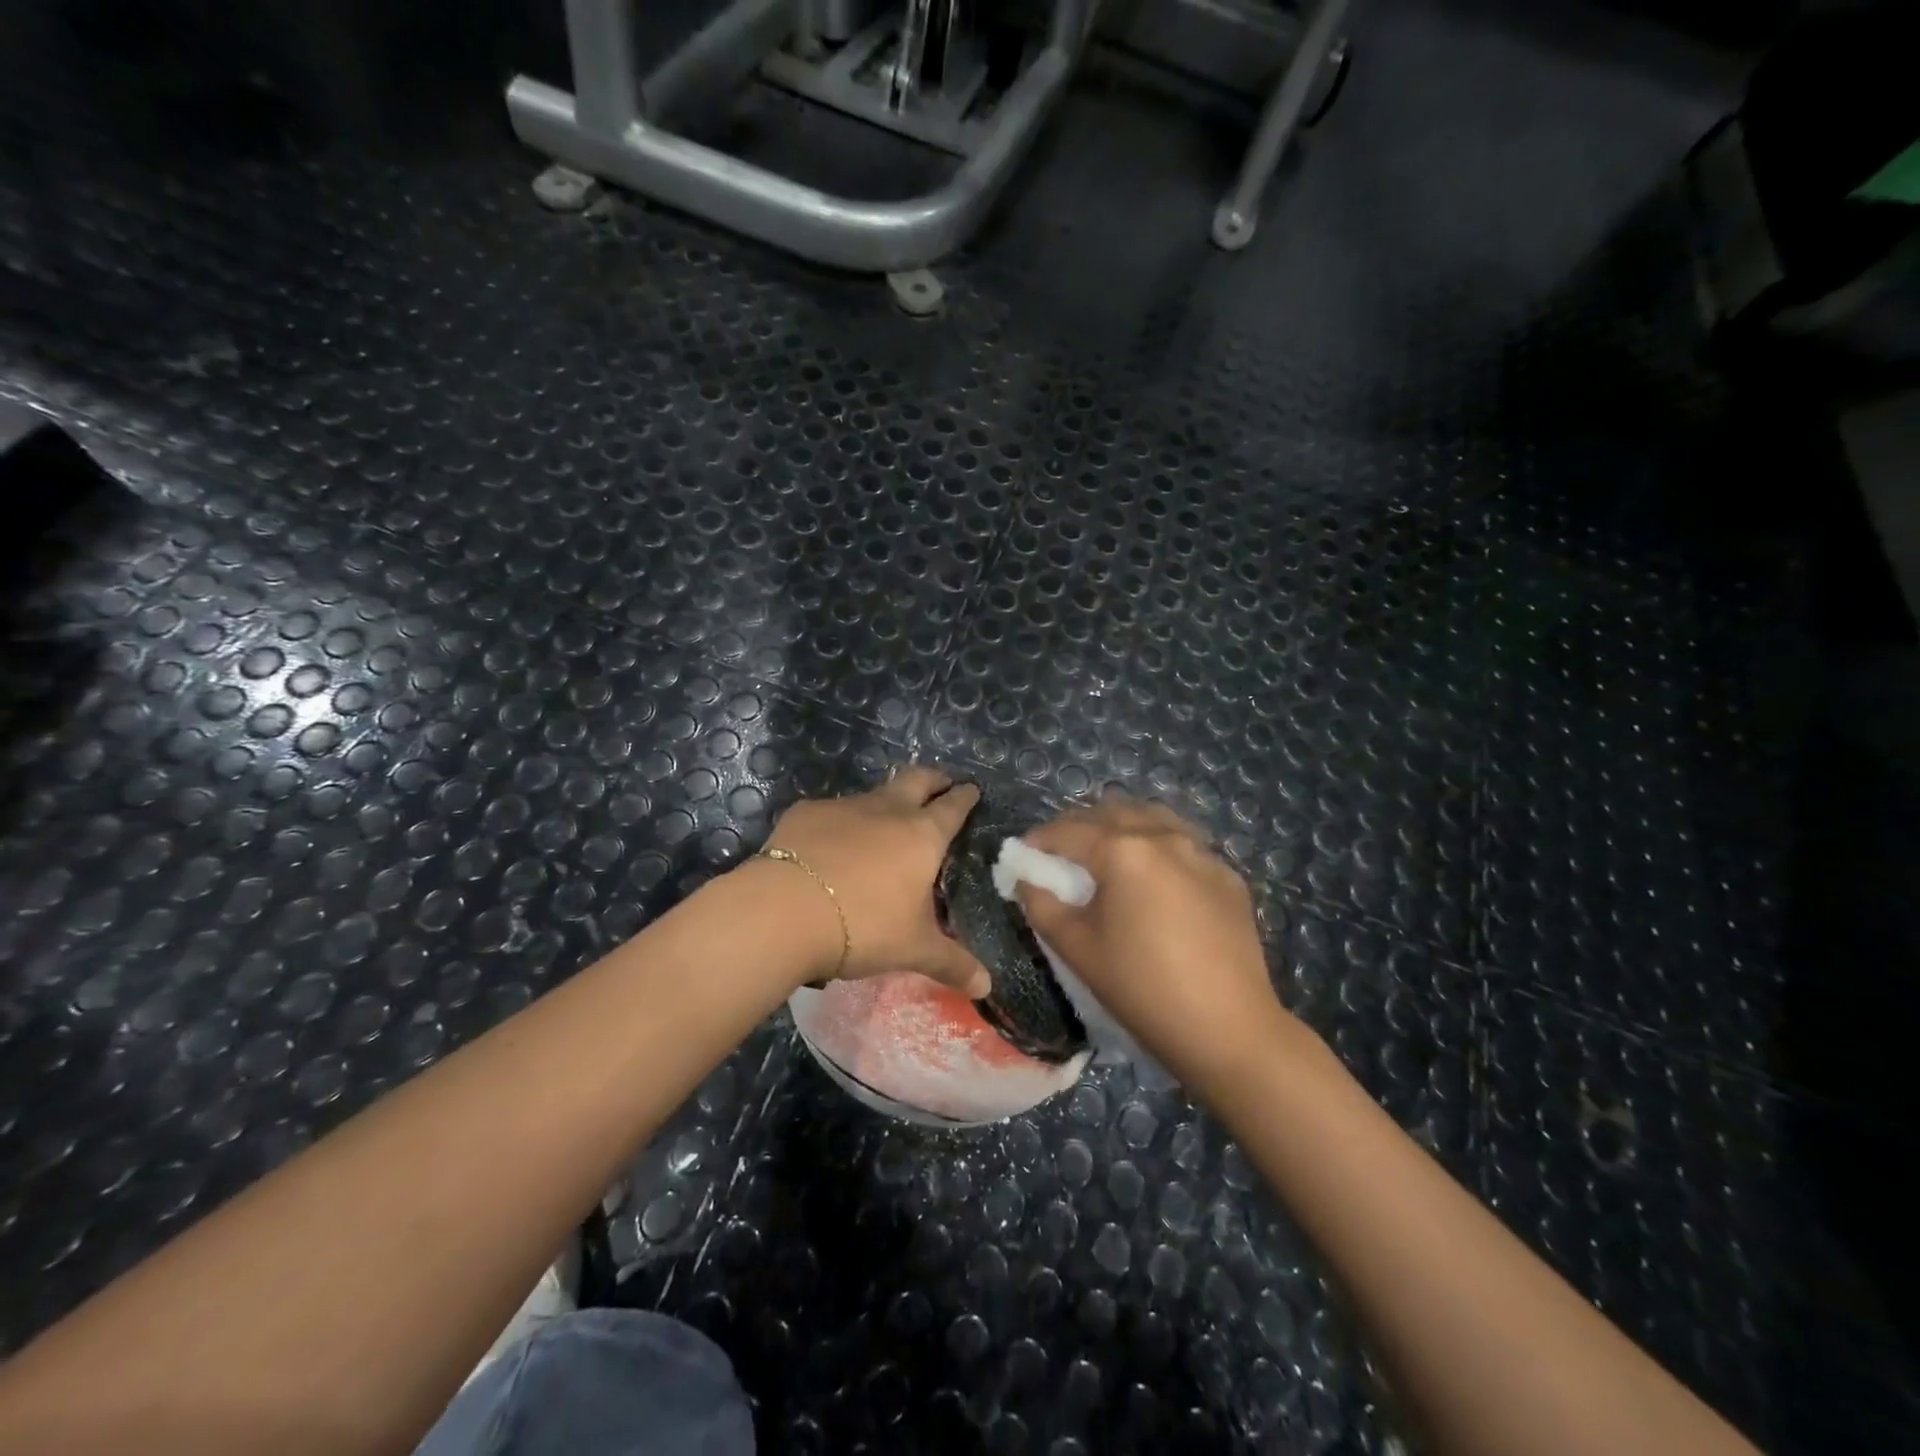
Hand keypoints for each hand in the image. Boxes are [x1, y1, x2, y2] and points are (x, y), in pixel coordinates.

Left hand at [761, 766, 991, 996]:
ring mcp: (844, 807)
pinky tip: (830, 845)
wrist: (785, 910)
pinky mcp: (805, 813)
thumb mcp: (913, 949)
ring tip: (885, 820)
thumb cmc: (864, 926)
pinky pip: (831, 812)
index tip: (971, 789)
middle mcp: (887, 810)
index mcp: (922, 836)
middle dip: (933, 778)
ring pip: (873, 794)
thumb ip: (952, 964)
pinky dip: (840, 823)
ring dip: (885, 801)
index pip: (952, 807)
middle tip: (940, 784)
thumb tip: (986, 987)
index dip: (964, 797)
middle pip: (916, 779)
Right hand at [1017, 794, 1300, 1095]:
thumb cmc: (1141, 987)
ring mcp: (1202, 852)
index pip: (1068, 831)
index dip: (1039, 840)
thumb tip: (1027, 880)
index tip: (1023, 854)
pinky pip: (1185, 844)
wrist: (1228, 1028)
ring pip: (1153, 819)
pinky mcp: (1228, 875)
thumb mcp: (1076, 948)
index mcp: (1123, 850)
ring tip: (1109, 855)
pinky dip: (1159, 848)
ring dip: (1123, 827)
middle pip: (1111, 813)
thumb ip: (1042, 905)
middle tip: (1062, 855)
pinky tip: (1156, 879)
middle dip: (1080, 827)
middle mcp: (1164, 837)